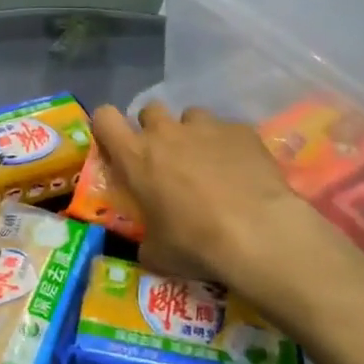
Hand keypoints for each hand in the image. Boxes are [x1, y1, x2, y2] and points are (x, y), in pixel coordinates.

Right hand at [91, 103, 363, 325]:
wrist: (258, 233)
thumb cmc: (195, 243)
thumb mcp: (157, 253)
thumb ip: (146, 240)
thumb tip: (149, 246)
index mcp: (136, 156)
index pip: (105, 118)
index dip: (108, 127)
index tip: (117, 146)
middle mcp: (167, 132)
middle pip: (150, 110)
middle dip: (155, 130)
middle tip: (167, 159)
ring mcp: (206, 126)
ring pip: (191, 116)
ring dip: (193, 134)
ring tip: (208, 163)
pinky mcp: (241, 130)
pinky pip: (228, 130)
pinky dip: (229, 146)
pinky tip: (242, 171)